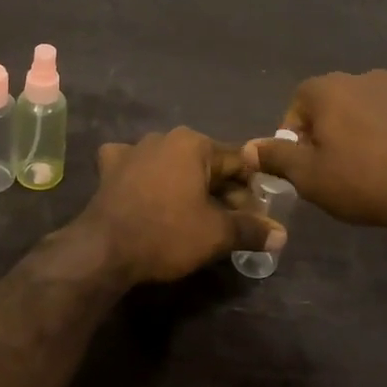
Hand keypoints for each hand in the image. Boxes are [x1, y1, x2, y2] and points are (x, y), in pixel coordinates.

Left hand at [75, 128, 282, 285]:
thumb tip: (282, 234)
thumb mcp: (217, 234)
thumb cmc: (167, 233)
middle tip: (231, 222)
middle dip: (221, 189)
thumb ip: (252, 230)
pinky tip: (147, 192)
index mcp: (194, 143)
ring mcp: (133, 149)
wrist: (104, 249)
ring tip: (193, 214)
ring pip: (173, 165)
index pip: (237, 162)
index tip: (258, 214)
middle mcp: (164, 137)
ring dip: (187, 185)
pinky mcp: (109, 168)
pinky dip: (146, 178)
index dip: (252, 189)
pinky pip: (137, 167)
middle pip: (206, 163)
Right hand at [245, 70, 386, 227]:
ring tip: (366, 166)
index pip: (297, 104)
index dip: (294, 135)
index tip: (302, 164)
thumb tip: (248, 148)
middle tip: (332, 167)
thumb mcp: (308, 176)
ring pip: (364, 108)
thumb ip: (275, 157)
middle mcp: (361, 77)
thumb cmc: (361, 179)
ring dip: (358, 130)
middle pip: (331, 103)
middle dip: (327, 130)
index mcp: (327, 88)